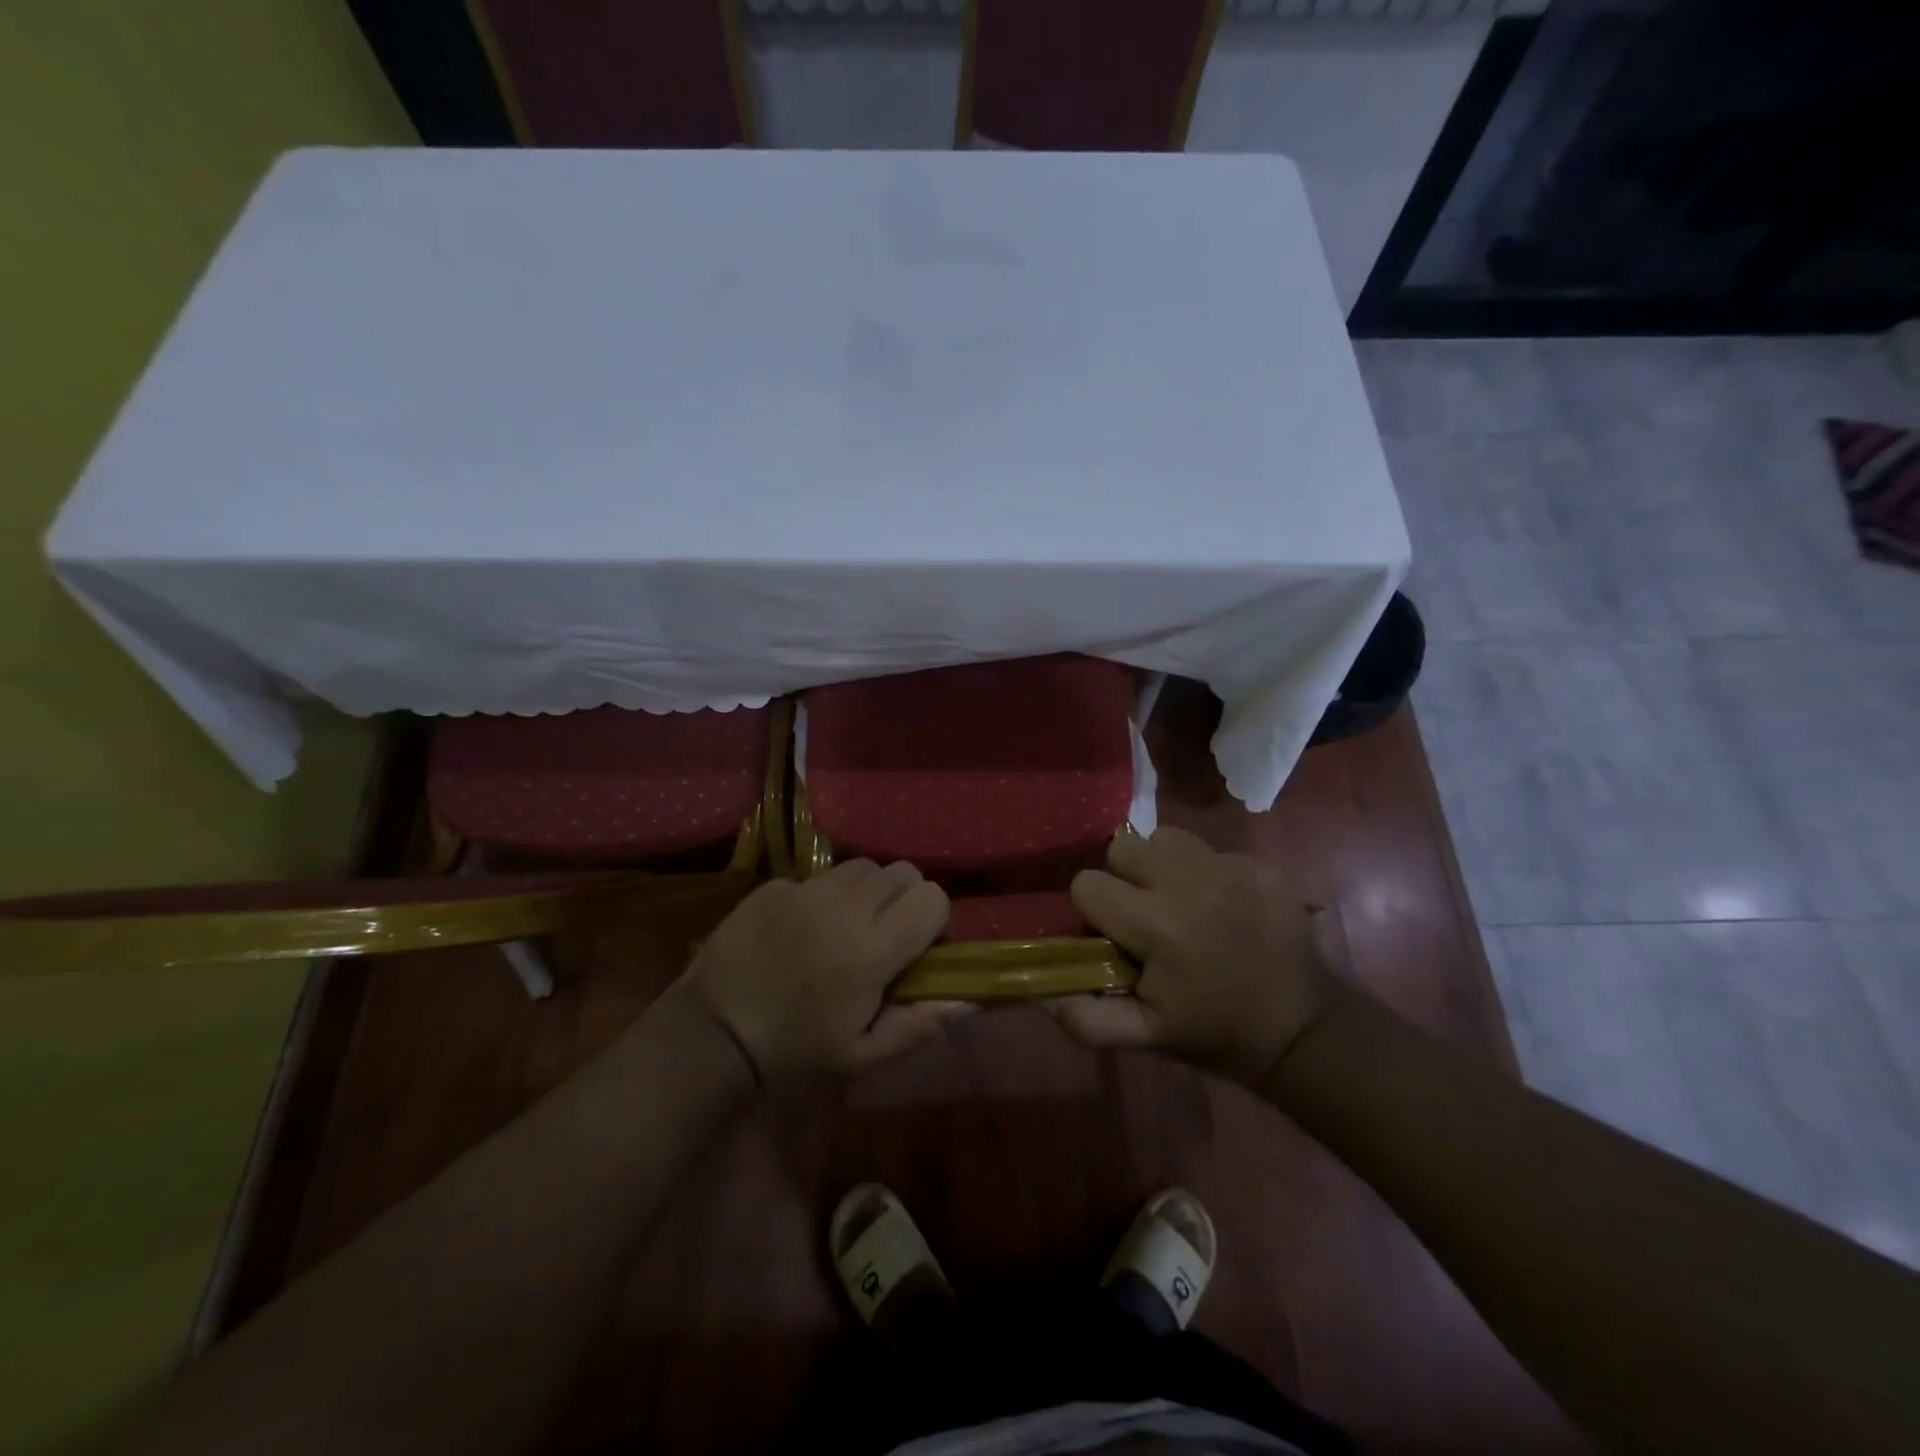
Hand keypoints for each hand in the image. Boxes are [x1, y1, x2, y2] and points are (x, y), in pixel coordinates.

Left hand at [682, 860, 967, 1081]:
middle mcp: (847, 905)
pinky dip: (823, 896)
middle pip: (904, 871)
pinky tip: (803, 928)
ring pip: (863, 866)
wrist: (714, 1030)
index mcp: (874, 947)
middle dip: (905, 898)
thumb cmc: (795, 1048)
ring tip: (847, 924)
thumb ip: (919, 1024)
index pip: (933, 897)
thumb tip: (967, 999)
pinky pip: (818, 876)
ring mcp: (808, 889)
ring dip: (868, 891)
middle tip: (885, 933)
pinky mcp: (777, 884)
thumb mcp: (862, 1054)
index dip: (934, 919)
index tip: (918, 946)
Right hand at [1047, 827, 1344, 1087]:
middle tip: (1144, 916)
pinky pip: (1211, 850)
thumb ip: (1085, 1017)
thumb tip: (1038, 991)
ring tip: (1180, 903)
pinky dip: (1207, 873)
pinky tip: (1223, 908)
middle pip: (1124, 847)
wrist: (1304, 1032)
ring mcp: (1230, 867)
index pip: (1086, 884)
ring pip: (1166, 837)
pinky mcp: (1261, 865)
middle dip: (1123, 879)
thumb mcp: (1146, 1037)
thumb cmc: (1215, 1033)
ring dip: (1162, 865)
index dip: (1092, 912)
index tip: (1113, 938)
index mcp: (1156, 924)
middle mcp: (1189, 882)